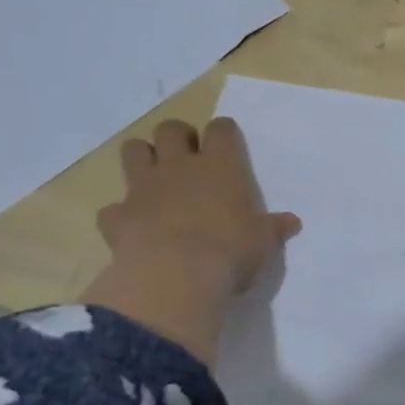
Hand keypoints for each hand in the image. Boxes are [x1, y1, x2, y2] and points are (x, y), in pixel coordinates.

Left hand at [82, 117, 299, 363]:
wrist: (176, 276)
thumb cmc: (230, 252)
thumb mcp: (263, 243)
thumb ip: (273, 229)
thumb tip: (292, 222)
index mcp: (220, 166)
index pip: (221, 129)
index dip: (223, 133)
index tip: (226, 145)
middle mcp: (180, 166)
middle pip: (170, 129)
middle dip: (177, 138)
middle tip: (186, 158)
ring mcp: (144, 188)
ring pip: (133, 151)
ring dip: (141, 159)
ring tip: (153, 179)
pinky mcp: (118, 216)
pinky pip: (112, 208)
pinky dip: (120, 214)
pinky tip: (130, 228)